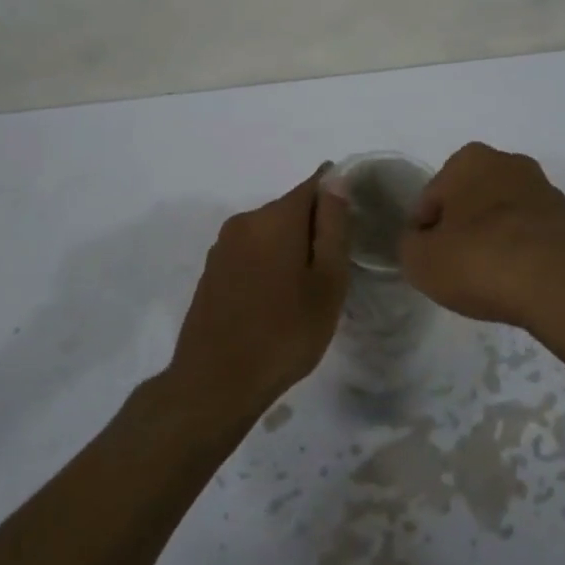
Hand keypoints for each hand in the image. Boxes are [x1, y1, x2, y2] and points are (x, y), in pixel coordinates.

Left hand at [168, 167, 349, 418]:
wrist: (215, 383)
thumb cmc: (285, 333)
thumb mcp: (327, 282)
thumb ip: (333, 227)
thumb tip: (336, 181)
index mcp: (276, 217)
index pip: (314, 184)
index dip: (337, 196)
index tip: (352, 223)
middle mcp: (245, 221)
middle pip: (291, 209)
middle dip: (314, 228)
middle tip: (334, 269)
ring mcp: (223, 246)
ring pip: (269, 232)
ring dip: (289, 248)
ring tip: (306, 290)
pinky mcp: (212, 271)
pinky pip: (250, 252)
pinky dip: (268, 264)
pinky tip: (276, 300)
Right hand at [401, 143, 564, 331]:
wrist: (560, 286)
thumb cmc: (480, 260)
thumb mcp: (420, 260)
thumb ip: (410, 245)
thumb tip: (422, 242)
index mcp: (468, 159)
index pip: (431, 198)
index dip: (423, 231)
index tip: (427, 259)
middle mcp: (508, 162)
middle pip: (469, 201)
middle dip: (461, 229)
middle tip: (455, 268)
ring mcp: (543, 190)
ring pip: (502, 216)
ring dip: (492, 239)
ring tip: (487, 278)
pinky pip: (530, 235)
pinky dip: (520, 252)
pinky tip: (515, 280)